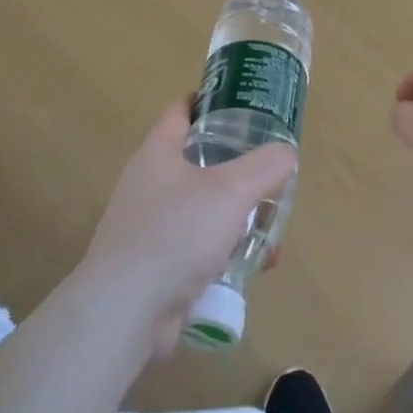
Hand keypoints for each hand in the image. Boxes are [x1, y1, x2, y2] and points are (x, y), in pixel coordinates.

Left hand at [81, 101, 295, 358]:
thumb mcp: (232, 190)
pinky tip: (251, 268)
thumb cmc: (177, 233)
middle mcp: (148, 184)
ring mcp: (148, 226)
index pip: (182, 112)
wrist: (127, 309)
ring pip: (202, 209)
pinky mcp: (154, 265)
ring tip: (270, 232)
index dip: (210, 102)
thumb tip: (285, 155)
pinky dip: (224, 251)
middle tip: (270, 175)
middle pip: (199, 162)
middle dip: (237, 170)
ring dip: (237, 217)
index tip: (244, 105)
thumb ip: (265, 166)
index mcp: (158, 153)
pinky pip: (197, 247)